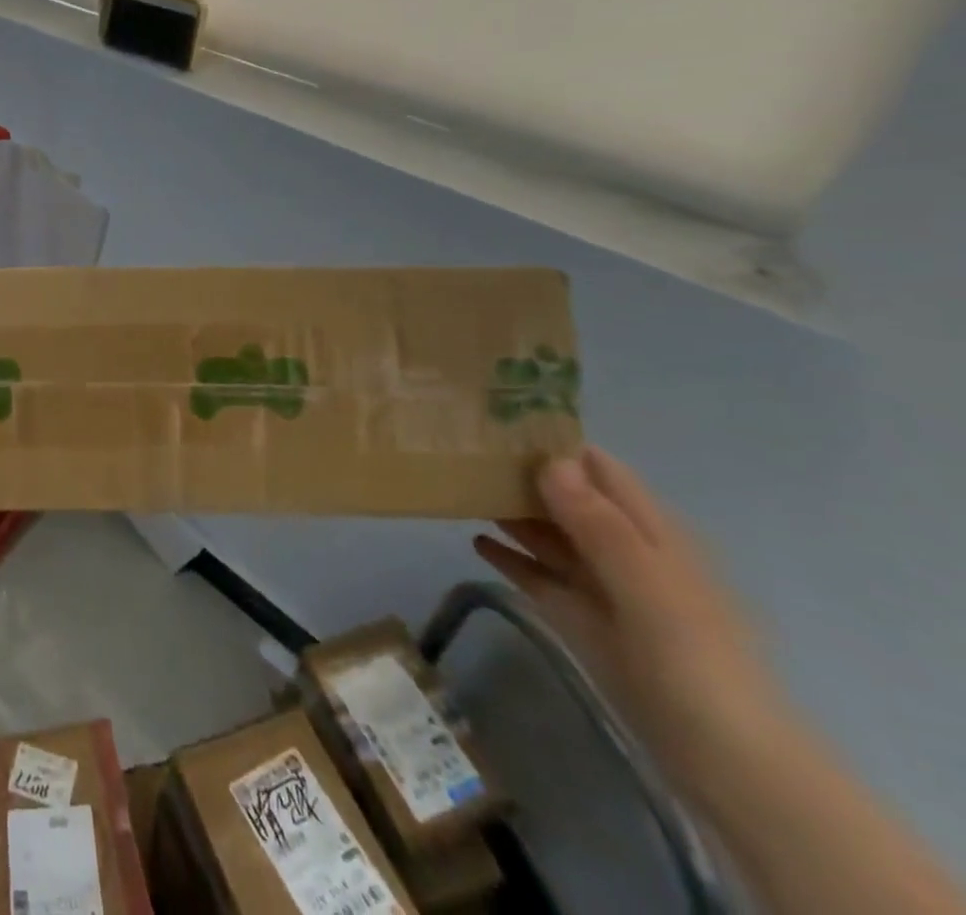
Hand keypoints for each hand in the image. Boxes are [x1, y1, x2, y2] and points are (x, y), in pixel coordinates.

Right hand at [474, 448, 782, 797]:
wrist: (724, 760)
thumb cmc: (692, 658)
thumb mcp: (646, 583)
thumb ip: (598, 523)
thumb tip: (548, 460)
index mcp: (652, 532)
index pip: (598, 468)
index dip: (554, 442)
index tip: (496, 422)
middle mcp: (625, 550)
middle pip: (568, 499)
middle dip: (522, 475)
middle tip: (460, 451)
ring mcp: (604, 588)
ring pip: (550, 536)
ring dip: (512, 513)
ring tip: (458, 488)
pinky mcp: (583, 621)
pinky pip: (541, 578)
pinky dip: (511, 559)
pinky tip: (476, 543)